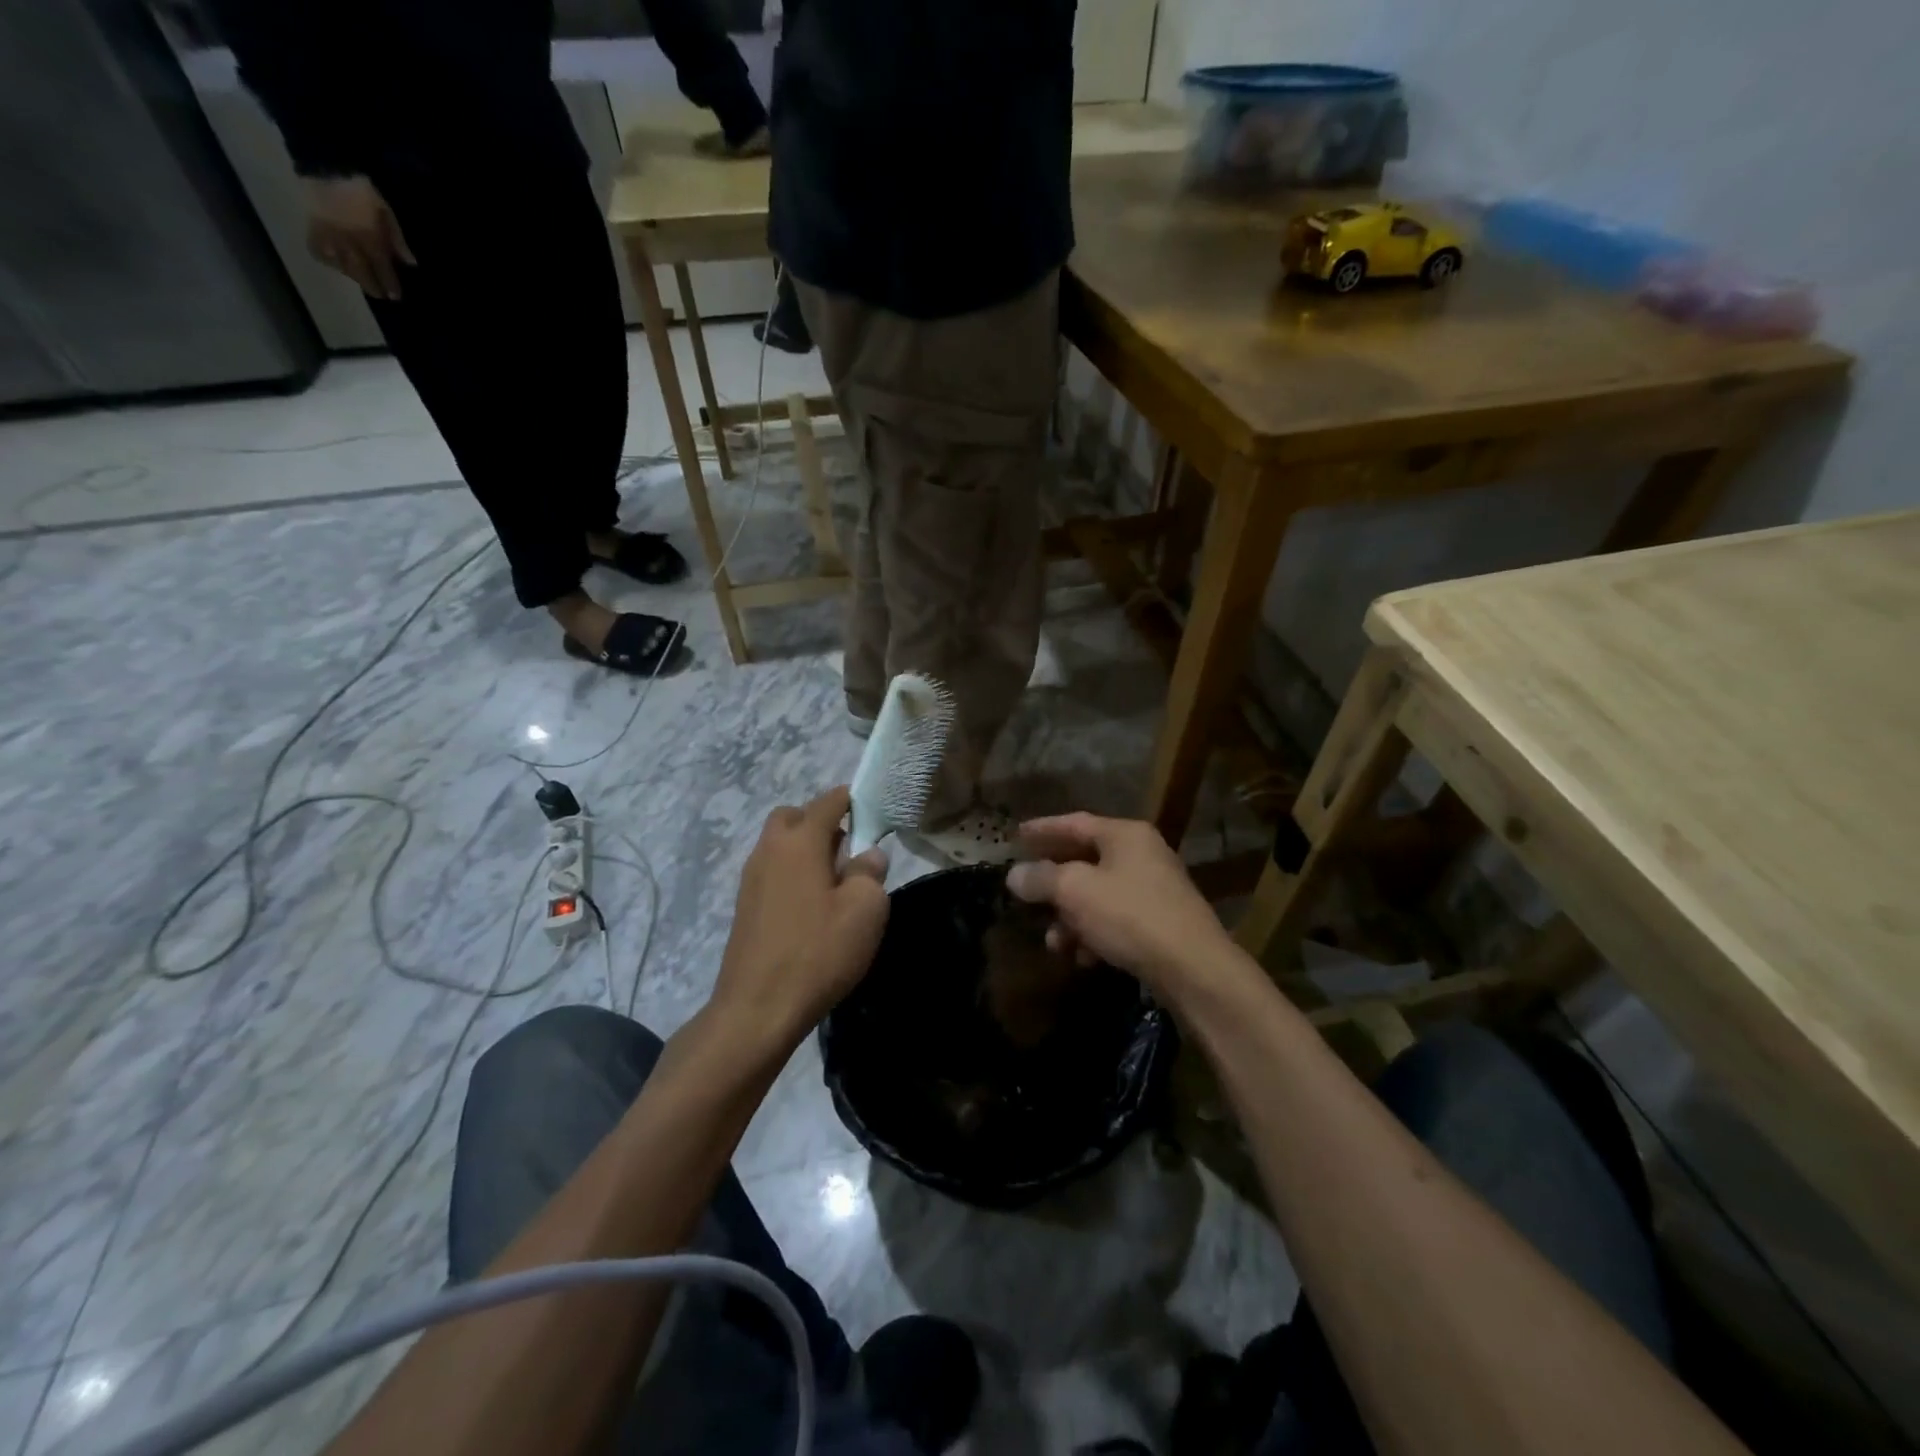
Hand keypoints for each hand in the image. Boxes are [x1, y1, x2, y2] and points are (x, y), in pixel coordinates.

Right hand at [304, 176, 415, 300]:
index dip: (389, 284)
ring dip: (352, 276)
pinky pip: (317, 249)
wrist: (326, 165)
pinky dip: (326, 260)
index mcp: (369, 237)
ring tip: (360, 280)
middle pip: (361, 271)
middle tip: (379, 295)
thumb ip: (397, 239)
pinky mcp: (311, 226)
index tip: (395, 296)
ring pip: (340, 264)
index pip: (382, 267)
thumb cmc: (362, 190)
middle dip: (371, 285)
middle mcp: (348, 240)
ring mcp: (328, 234)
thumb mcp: (386, 213)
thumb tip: (410, 263)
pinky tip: (334, 264)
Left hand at [711, 786, 889, 1044]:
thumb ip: (871, 873)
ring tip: (835, 884)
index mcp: (798, 841)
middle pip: (794, 816)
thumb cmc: (818, 952)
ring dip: (806, 851)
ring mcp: (751, 879)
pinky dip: (792, 875)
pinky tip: (812, 909)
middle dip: (821, 822)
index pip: (828, 801)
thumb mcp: (865, 910)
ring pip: (780, 845)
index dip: (853, 799)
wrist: (757, 1009)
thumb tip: (868, 855)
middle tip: (848, 851)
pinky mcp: (745, 907)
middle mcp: (769, 850)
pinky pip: (772, 872)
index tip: (875, 811)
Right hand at [1006, 813, 1239, 999]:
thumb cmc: (1130, 916)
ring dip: (1071, 917)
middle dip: (1053, 883)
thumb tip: (1015, 875)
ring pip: (1099, 895)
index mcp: (1125, 835)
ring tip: (1053, 942)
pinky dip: (1095, 934)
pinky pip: (1116, 920)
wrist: (1193, 968)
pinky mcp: (1161, 923)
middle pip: (1086, 860)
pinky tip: (1083, 957)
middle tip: (1026, 892)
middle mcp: (1142, 855)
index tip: (1017, 835)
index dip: (1043, 829)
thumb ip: (1041, 878)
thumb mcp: (1075, 892)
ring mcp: (1155, 889)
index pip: (1075, 823)